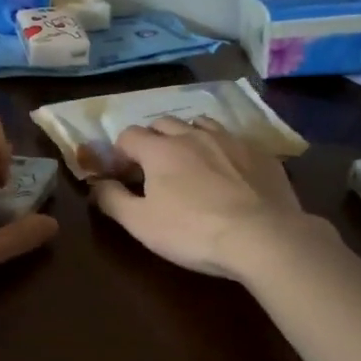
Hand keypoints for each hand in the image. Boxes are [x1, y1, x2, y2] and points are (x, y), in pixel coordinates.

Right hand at [90, 117, 324, 280]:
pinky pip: (233, 139)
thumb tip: (97, 184)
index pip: (129, 135)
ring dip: (187, 136)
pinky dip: (221, 148)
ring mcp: (229, 140)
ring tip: (190, 160)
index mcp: (160, 150)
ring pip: (200, 124)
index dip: (120, 152)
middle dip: (152, 139)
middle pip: (164, 123)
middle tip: (153, 167)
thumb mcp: (141, 224)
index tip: (122, 173)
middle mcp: (192, 135)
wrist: (263, 237)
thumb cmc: (193, 232)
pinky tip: (228, 170)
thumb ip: (113, 200)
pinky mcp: (259, 153)